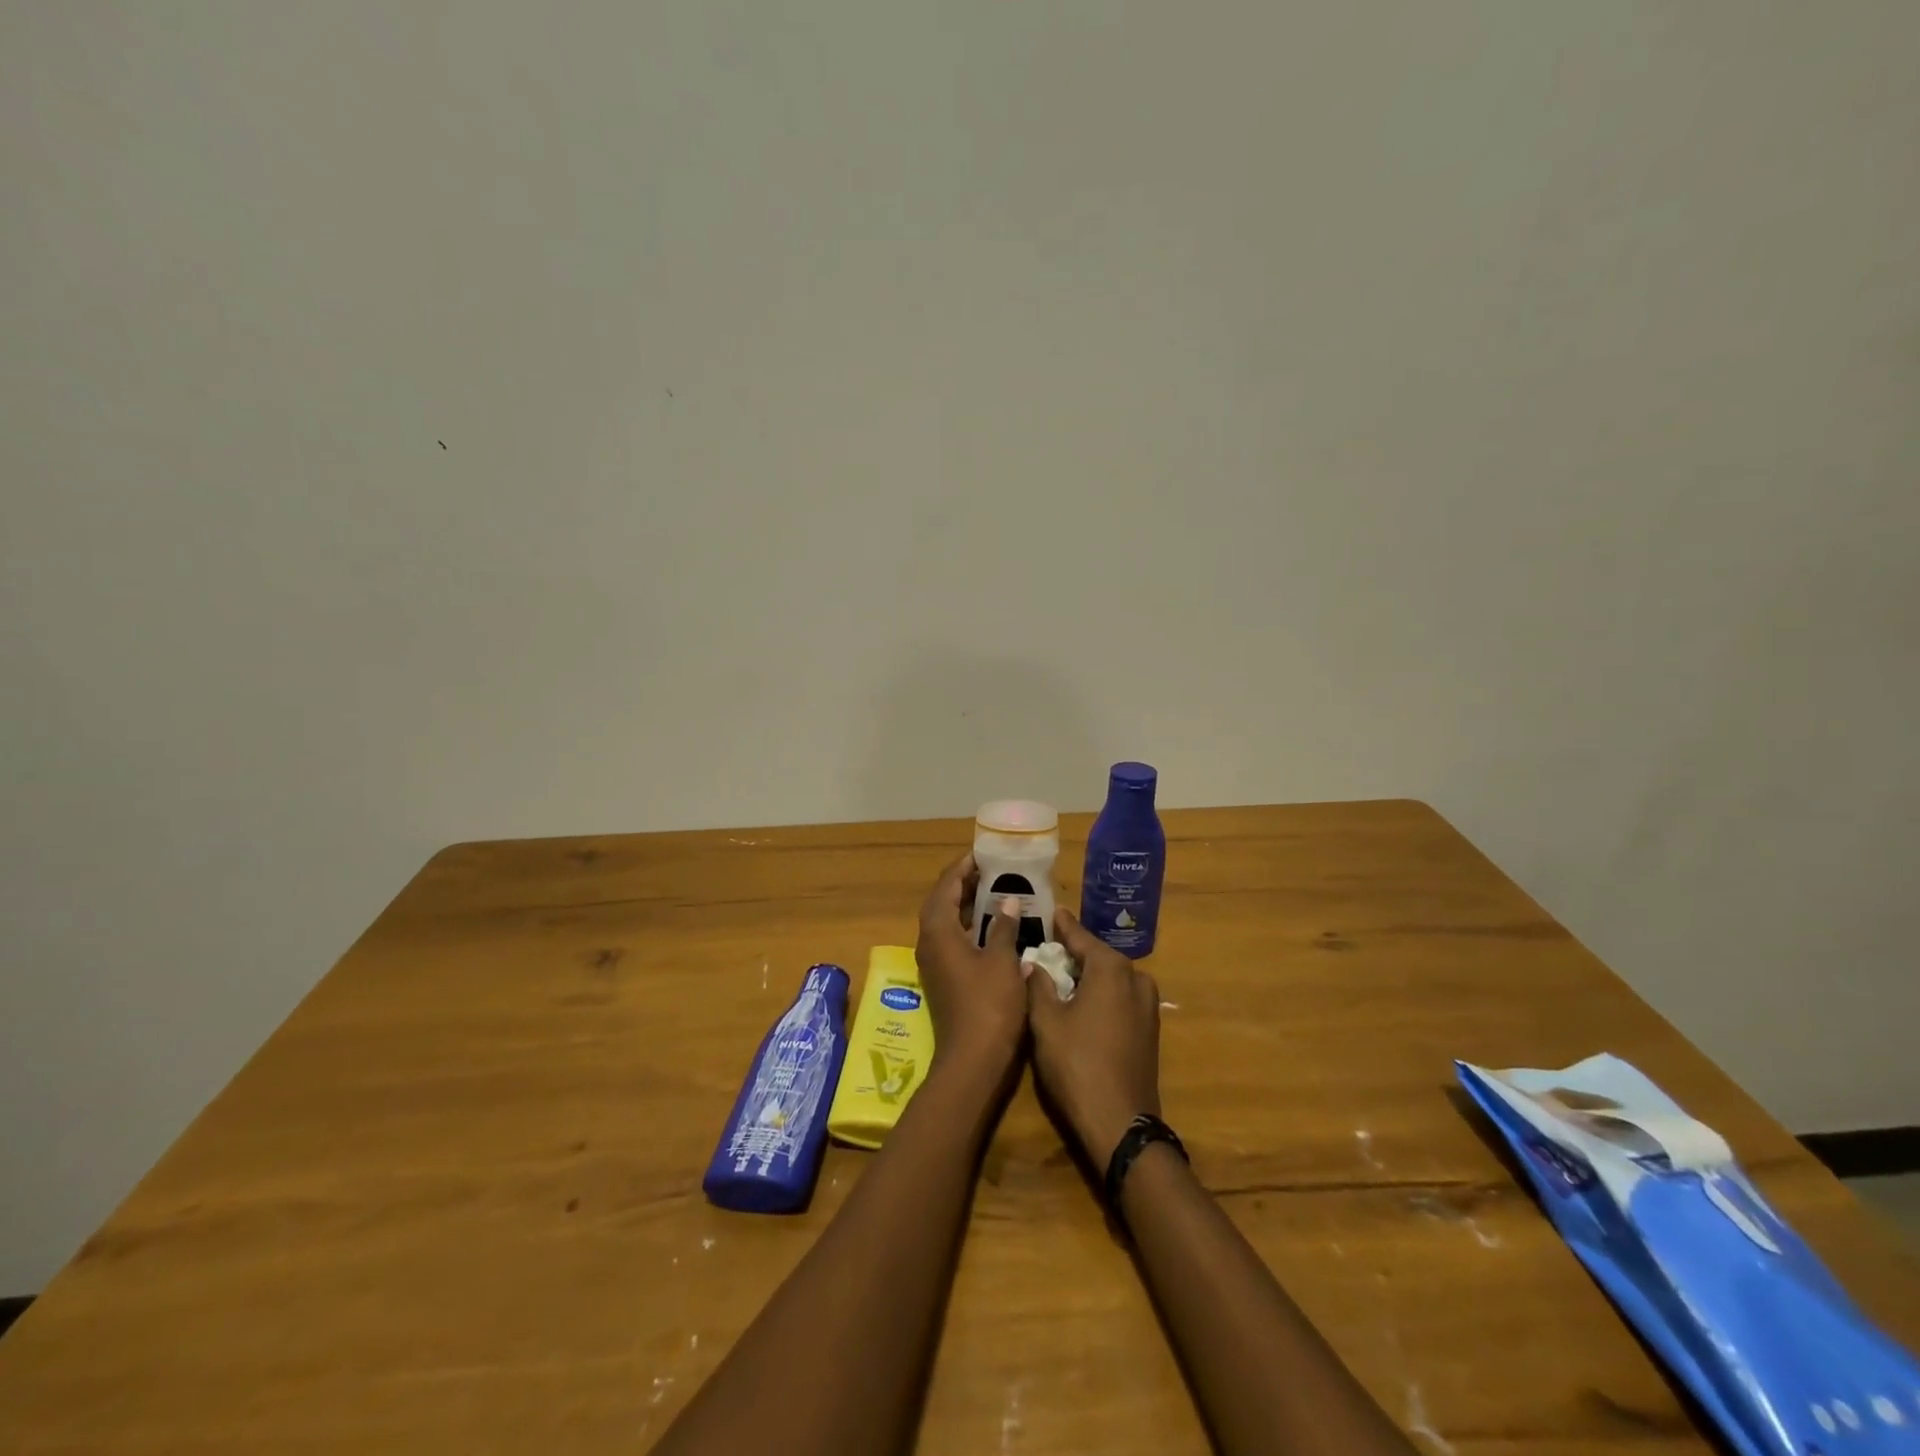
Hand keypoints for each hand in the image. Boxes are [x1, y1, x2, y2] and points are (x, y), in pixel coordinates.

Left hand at [914, 853, 1028, 1074]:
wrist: (973, 1061)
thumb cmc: (989, 1005)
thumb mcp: (1002, 960)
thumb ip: (1003, 926)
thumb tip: (1008, 900)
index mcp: (938, 932)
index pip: (945, 887)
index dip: (961, 868)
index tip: (981, 854)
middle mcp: (929, 944)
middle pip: (941, 903)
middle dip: (963, 885)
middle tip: (990, 870)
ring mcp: (935, 964)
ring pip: (946, 924)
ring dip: (965, 907)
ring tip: (994, 892)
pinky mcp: (944, 980)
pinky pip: (952, 941)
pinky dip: (968, 928)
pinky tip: (993, 928)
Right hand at [1026, 907, 1161, 1165]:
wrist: (1120, 1123)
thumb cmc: (1077, 1064)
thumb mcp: (1046, 1021)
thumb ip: (1039, 985)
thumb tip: (1033, 962)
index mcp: (1111, 968)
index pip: (1080, 936)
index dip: (1062, 925)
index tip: (1050, 910)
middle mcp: (1136, 978)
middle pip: (1098, 955)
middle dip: (1074, 950)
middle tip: (1048, 943)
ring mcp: (1147, 1005)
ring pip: (1111, 977)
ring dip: (1088, 973)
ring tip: (1061, 971)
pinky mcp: (1149, 1029)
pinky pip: (1120, 997)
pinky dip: (1100, 993)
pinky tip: (1081, 1000)